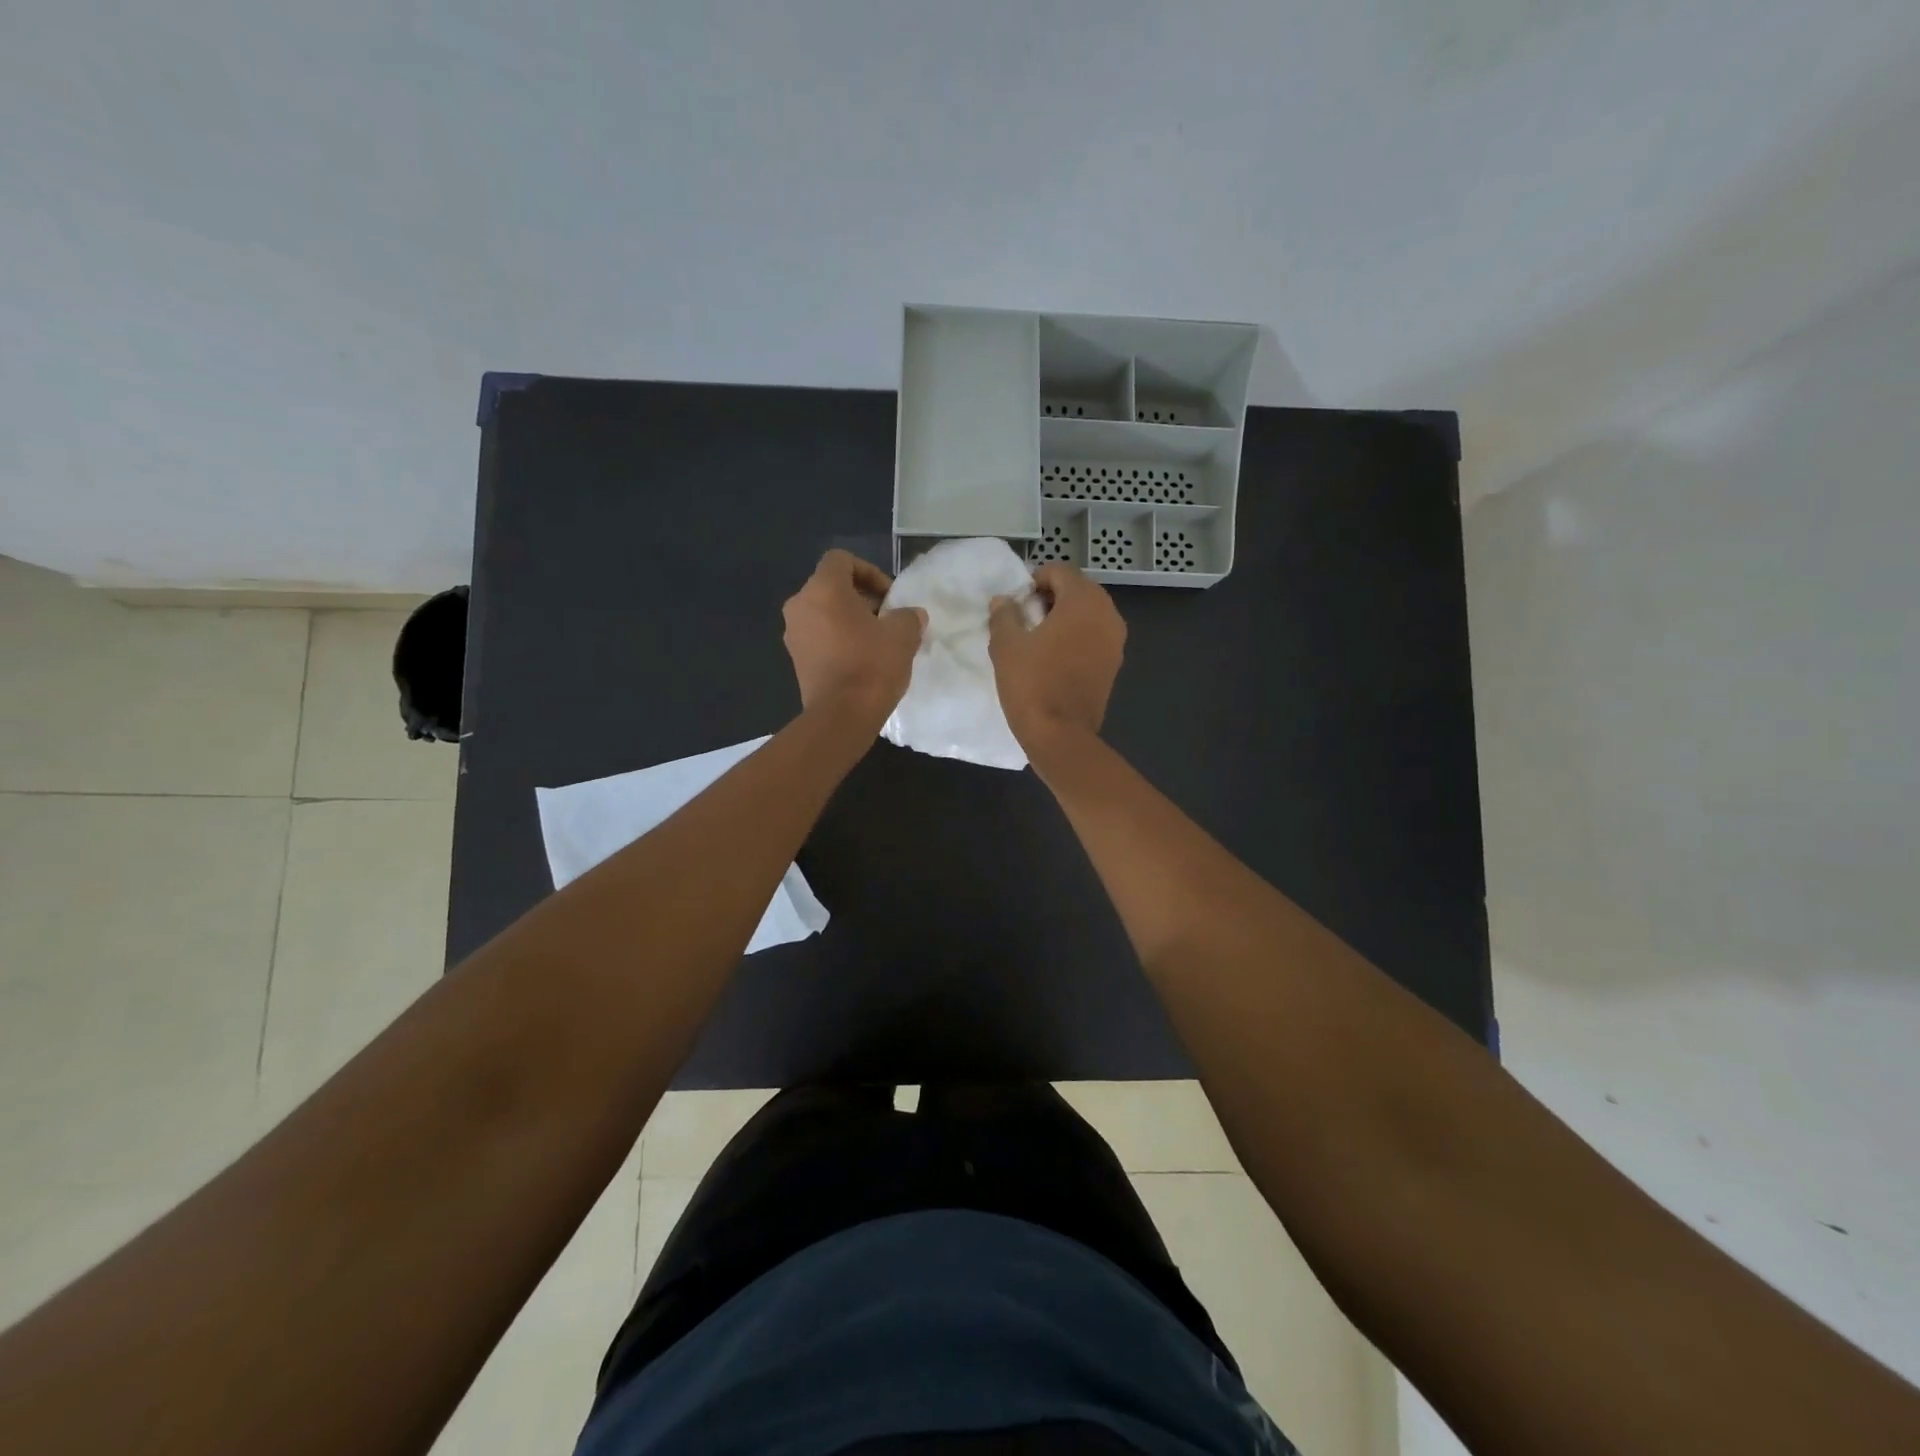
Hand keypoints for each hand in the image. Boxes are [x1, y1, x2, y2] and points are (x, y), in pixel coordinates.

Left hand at [782, 550, 926, 717]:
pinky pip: (818, 636)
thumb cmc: (871, 665)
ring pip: (823, 613)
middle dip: (861, 597)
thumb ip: (908, 616)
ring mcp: (793, 634)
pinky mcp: (796, 659)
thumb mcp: (902, 635)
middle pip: (831, 586)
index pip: (841, 559)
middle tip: (887, 618)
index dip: (869, 571)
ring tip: (876, 641)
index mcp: (822, 589)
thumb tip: (911, 615)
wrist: (841, 716)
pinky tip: (861, 660)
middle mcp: (800, 605)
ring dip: (849, 619)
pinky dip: (837, 639)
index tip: (889, 596)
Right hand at [988, 563, 1125, 751]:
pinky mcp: (1114, 664)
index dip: (1033, 581)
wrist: (1060, 735)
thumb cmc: (1032, 683)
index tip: (1016, 603)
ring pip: (1088, 614)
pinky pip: (1094, 637)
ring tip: (1037, 640)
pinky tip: (1053, 658)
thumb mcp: (1006, 645)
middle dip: (1050, 598)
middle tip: (1024, 619)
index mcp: (1084, 601)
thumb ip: (1004, 615)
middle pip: (1077, 590)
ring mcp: (1116, 641)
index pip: (1059, 571)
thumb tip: (1004, 601)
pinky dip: (1076, 638)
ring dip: (1064, 618)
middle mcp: (1108, 614)